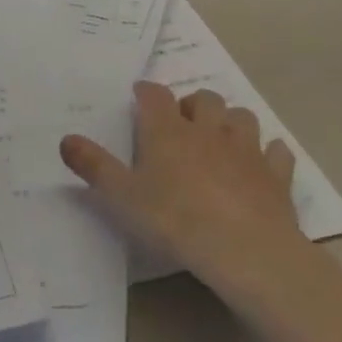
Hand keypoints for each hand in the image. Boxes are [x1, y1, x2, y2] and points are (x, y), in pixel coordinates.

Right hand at [60, 82, 307, 290]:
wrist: (244, 249)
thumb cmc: (173, 219)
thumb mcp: (122, 196)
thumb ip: (94, 166)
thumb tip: (66, 139)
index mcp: (168, 132)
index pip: (155, 96)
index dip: (146, 92)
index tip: (139, 95)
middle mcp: (209, 130)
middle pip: (204, 99)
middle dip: (191, 104)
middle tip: (180, 122)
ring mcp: (247, 150)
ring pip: (242, 118)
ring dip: (229, 121)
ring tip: (218, 137)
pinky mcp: (276, 174)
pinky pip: (276, 151)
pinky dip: (266, 152)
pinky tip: (260, 163)